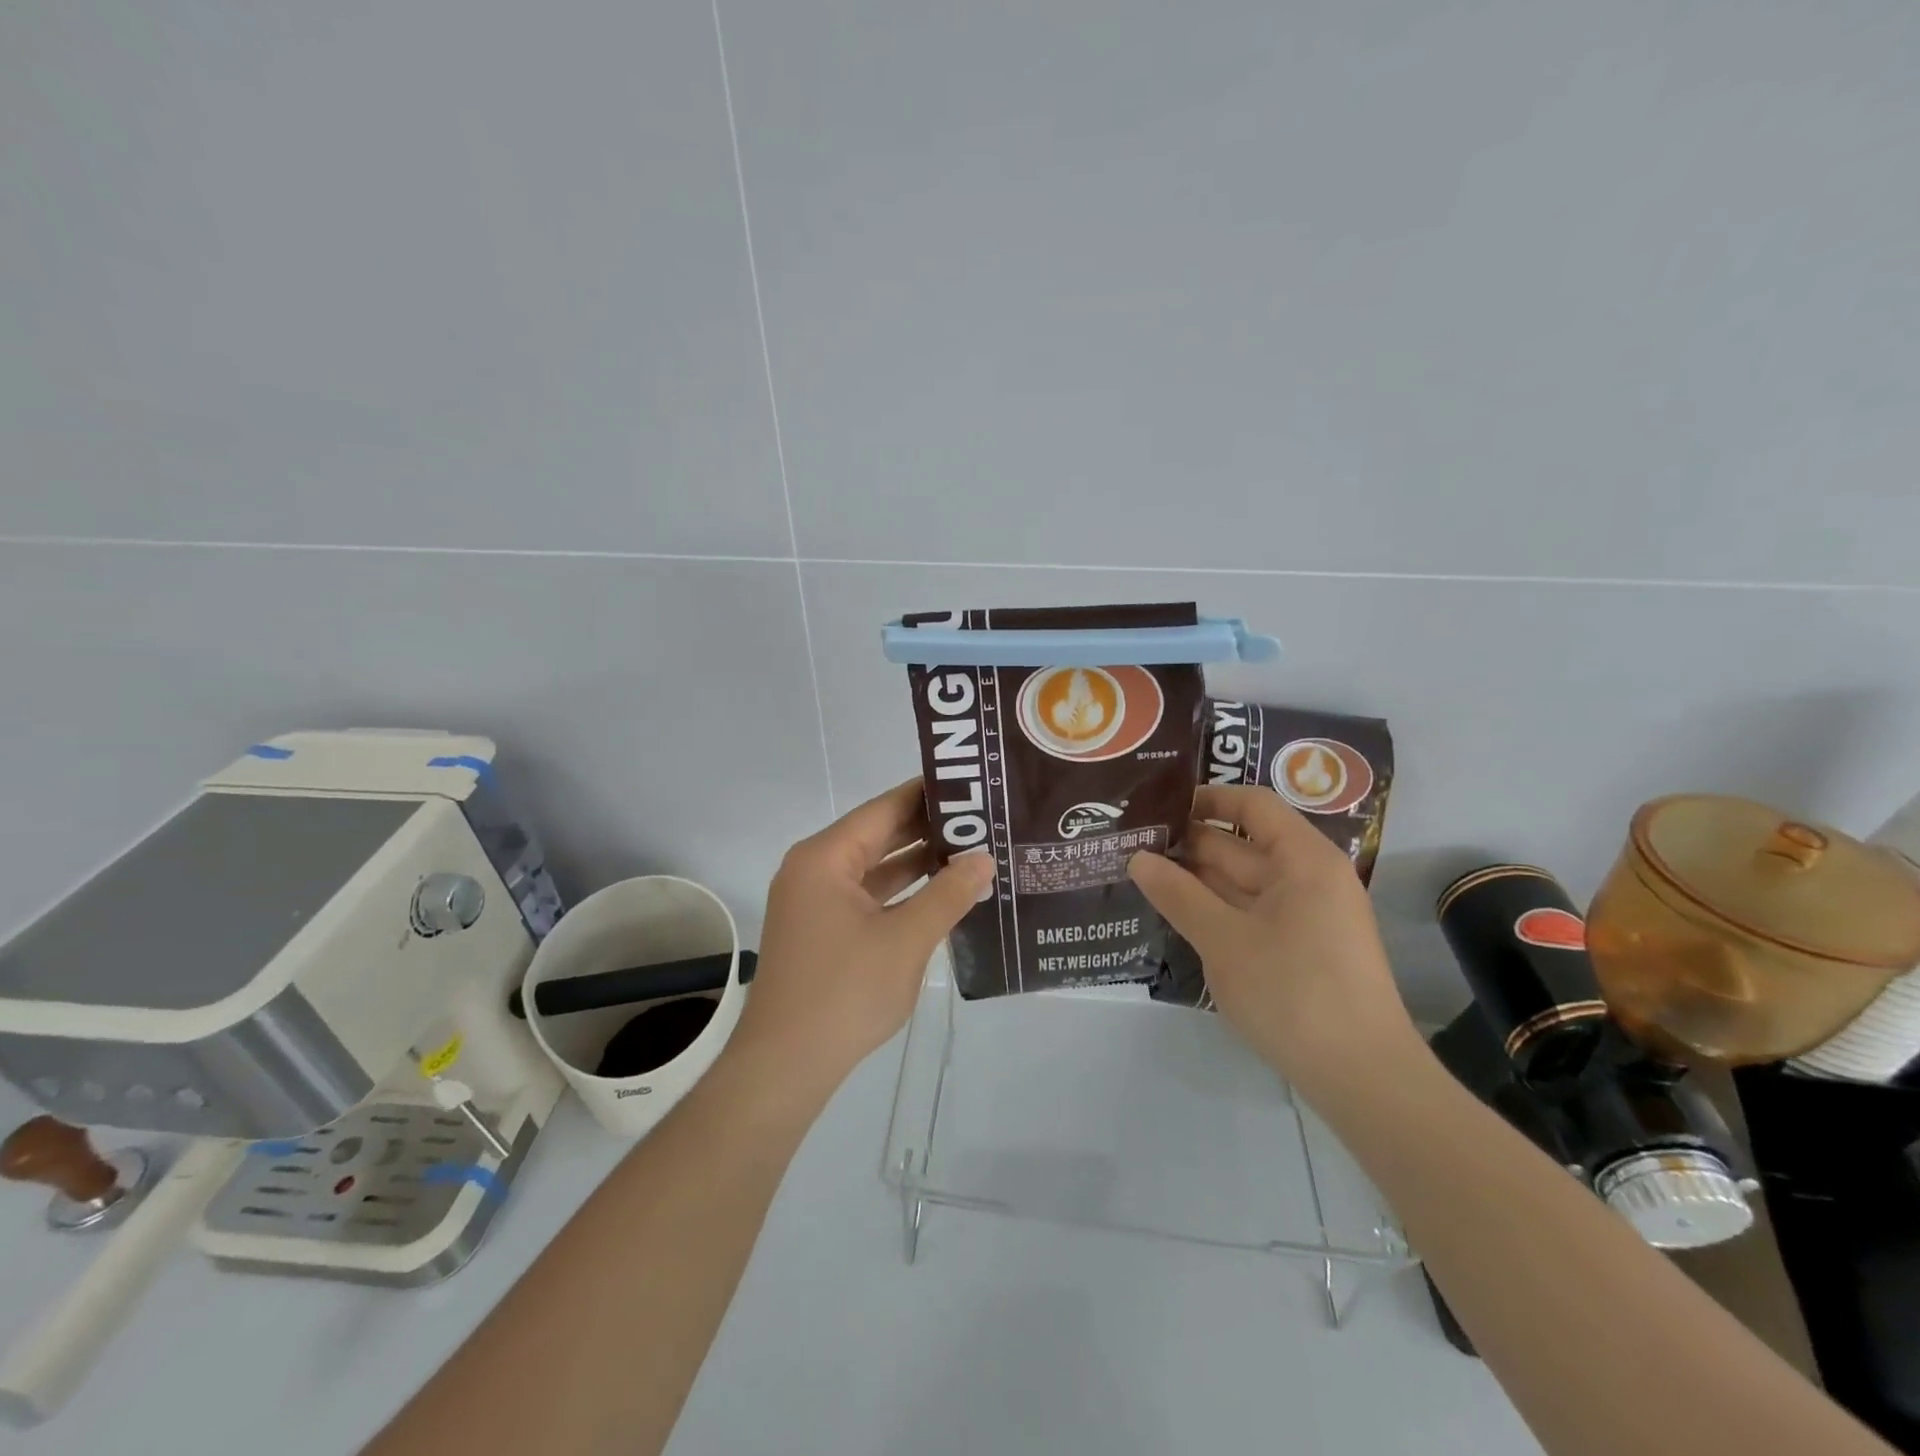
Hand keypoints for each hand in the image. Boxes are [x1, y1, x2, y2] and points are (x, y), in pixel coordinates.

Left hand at [729, 780, 994, 1102]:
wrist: (785, 1066)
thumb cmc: (844, 992)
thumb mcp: (906, 940)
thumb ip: (948, 895)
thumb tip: (984, 860)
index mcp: (825, 858)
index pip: (884, 809)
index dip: (928, 794)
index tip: (972, 785)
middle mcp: (815, 870)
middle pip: (879, 835)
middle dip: (929, 829)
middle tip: (982, 819)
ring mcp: (816, 902)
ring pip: (875, 868)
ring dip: (918, 863)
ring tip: (972, 851)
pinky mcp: (823, 931)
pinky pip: (868, 897)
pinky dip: (902, 893)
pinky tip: (942, 894)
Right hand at [1128, 784, 1423, 1104]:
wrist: (1362, 1078)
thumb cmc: (1293, 992)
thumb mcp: (1224, 940)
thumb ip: (1178, 894)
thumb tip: (1137, 859)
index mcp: (1304, 859)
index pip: (1252, 806)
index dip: (1206, 799)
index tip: (1158, 806)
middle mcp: (1309, 878)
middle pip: (1243, 844)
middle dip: (1189, 843)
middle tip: (1132, 844)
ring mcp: (1307, 915)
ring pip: (1243, 882)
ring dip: (1197, 879)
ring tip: (1141, 874)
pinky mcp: (1302, 948)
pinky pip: (1251, 912)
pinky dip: (1215, 909)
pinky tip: (1176, 913)